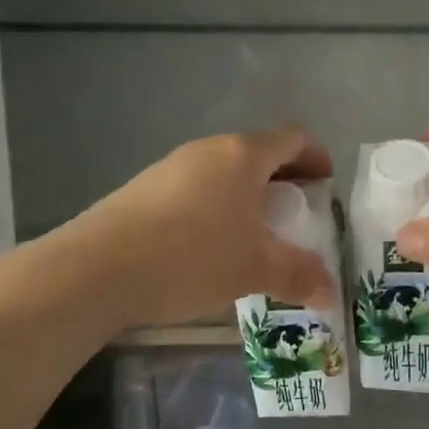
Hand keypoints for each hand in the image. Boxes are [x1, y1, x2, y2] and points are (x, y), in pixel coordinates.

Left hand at [65, 126, 337, 329]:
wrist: (98, 269)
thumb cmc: (193, 257)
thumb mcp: (255, 269)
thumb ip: (298, 275)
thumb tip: (330, 291)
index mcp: (242, 156)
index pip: (292, 138)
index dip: (315, 156)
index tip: (325, 184)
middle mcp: (207, 151)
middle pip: (256, 155)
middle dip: (282, 183)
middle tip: (295, 217)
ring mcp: (170, 168)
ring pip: (222, 175)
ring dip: (245, 199)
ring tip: (253, 238)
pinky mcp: (142, 191)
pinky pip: (194, 192)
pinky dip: (214, 211)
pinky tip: (209, 249)